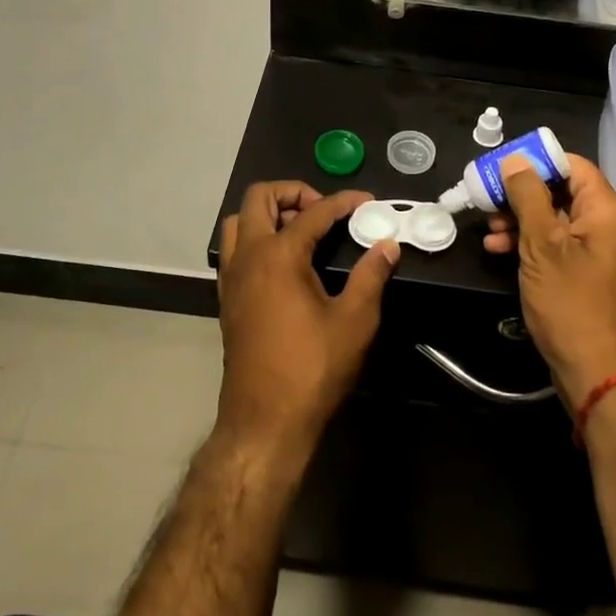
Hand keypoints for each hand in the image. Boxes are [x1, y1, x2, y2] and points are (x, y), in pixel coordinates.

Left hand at [216, 182, 400, 463]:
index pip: (313, 212)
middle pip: (260, 197)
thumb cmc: (312, 369)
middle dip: (293, 192)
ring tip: (301, 230)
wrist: (265, 422)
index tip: (368, 202)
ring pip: (240, 221)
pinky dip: (257, 238)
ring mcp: (232, 278)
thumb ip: (372, 275)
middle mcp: (248, 256)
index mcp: (278, 255)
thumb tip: (387, 245)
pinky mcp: (227, 299)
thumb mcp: (355, 321)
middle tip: (323, 211)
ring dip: (269, 214)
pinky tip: (285, 262)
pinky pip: (235, 250)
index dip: (343, 202)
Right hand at [496, 154, 615, 409]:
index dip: (536, 161)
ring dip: (521, 220)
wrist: (597, 374)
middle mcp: (608, 226)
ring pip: (556, 219)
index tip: (501, 167)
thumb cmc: (570, 303)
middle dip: (521, 194)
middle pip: (562, 191)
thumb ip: (528, 196)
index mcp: (606, 211)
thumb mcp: (542, 245)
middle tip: (487, 200)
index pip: (573, 166)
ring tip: (489, 231)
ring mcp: (599, 252)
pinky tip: (500, 251)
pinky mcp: (587, 275)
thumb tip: (515, 159)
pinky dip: (531, 243)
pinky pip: (558, 245)